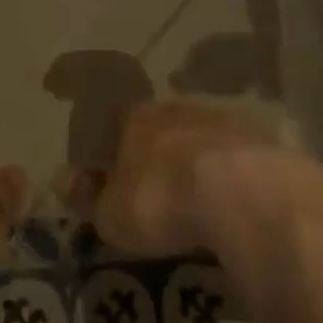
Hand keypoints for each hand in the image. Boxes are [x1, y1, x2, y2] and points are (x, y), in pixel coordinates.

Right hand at [93, 101, 322, 257]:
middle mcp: (176, 108)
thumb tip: (64, 181)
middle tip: (160, 186)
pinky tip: (235, 200)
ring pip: (201, 135)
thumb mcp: (113, 214)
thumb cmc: (163, 200)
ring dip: (198, 159)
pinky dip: (232, 173)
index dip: (115, 147)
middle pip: (161, 125)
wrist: (241, 192)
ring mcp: (220, 118)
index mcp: (136, 118)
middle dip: (159, 151)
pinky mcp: (258, 138)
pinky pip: (236, 155)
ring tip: (200, 196)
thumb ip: (89, 198)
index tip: (115, 172)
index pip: (117, 123)